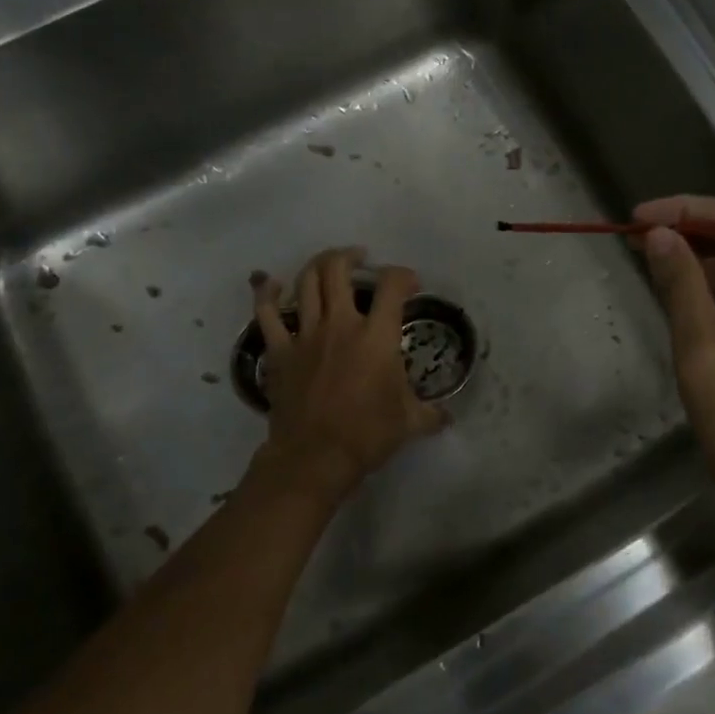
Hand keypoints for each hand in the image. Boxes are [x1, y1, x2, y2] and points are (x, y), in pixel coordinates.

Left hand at [249, 247, 446, 505]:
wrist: (315, 456)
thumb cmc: (367, 434)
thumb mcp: (410, 422)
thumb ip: (431, 413)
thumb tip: (448, 416)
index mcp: (376, 335)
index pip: (392, 285)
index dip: (403, 275)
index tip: (409, 284)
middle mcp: (340, 324)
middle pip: (339, 269)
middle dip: (350, 257)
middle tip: (360, 260)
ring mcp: (306, 334)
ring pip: (306, 283)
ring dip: (317, 265)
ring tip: (328, 265)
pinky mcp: (280, 351)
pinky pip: (267, 313)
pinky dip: (267, 293)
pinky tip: (271, 283)